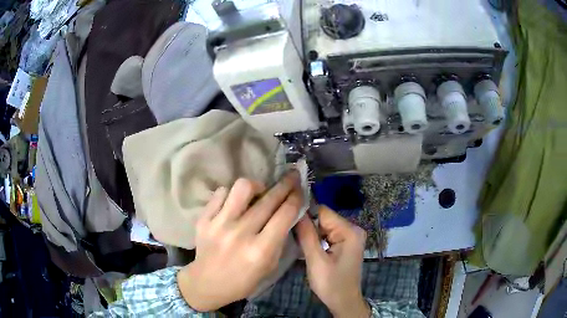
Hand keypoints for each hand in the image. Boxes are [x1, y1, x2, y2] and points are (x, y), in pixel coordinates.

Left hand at [177, 171, 302, 311]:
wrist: (206, 283)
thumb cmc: (243, 280)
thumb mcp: (270, 266)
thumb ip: (279, 239)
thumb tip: (287, 212)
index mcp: (261, 250)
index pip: (284, 214)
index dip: (296, 198)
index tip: (300, 188)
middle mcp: (241, 233)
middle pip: (268, 199)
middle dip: (285, 184)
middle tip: (291, 176)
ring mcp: (219, 224)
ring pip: (242, 187)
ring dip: (256, 186)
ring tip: (258, 193)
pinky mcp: (204, 219)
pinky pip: (221, 193)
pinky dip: (232, 194)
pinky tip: (235, 203)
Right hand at [295, 206, 369, 317]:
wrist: (344, 301)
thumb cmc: (331, 284)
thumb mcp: (316, 260)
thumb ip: (306, 235)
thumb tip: (295, 211)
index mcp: (349, 231)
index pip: (323, 211)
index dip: (305, 215)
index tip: (288, 222)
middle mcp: (353, 229)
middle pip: (324, 218)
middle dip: (308, 226)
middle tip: (291, 235)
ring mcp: (351, 236)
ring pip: (324, 226)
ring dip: (311, 233)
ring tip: (297, 241)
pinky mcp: (346, 244)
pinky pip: (328, 234)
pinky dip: (317, 239)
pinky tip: (307, 246)